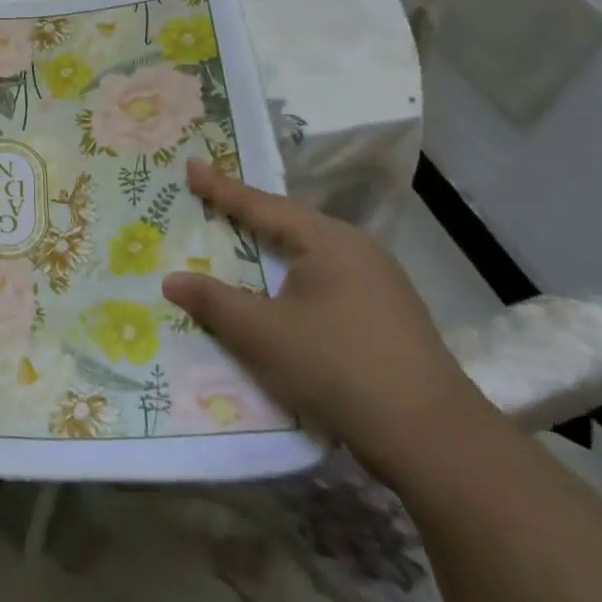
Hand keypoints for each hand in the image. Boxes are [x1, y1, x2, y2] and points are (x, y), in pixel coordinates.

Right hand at [161, 159, 493, 479]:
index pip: (263, 205)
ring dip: (269, 253)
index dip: (221, 188)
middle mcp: (357, 252)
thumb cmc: (337, 366)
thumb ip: (213, 301)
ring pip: (308, 257)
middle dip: (247, 216)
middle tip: (208, 203)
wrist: (430, 437)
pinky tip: (277, 297)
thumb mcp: (262, 333)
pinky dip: (290, 281)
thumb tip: (171, 279)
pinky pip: (324, 283)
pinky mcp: (384, 318)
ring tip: (235, 246)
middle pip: (289, 226)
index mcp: (329, 241)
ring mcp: (378, 285)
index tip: (191, 165)